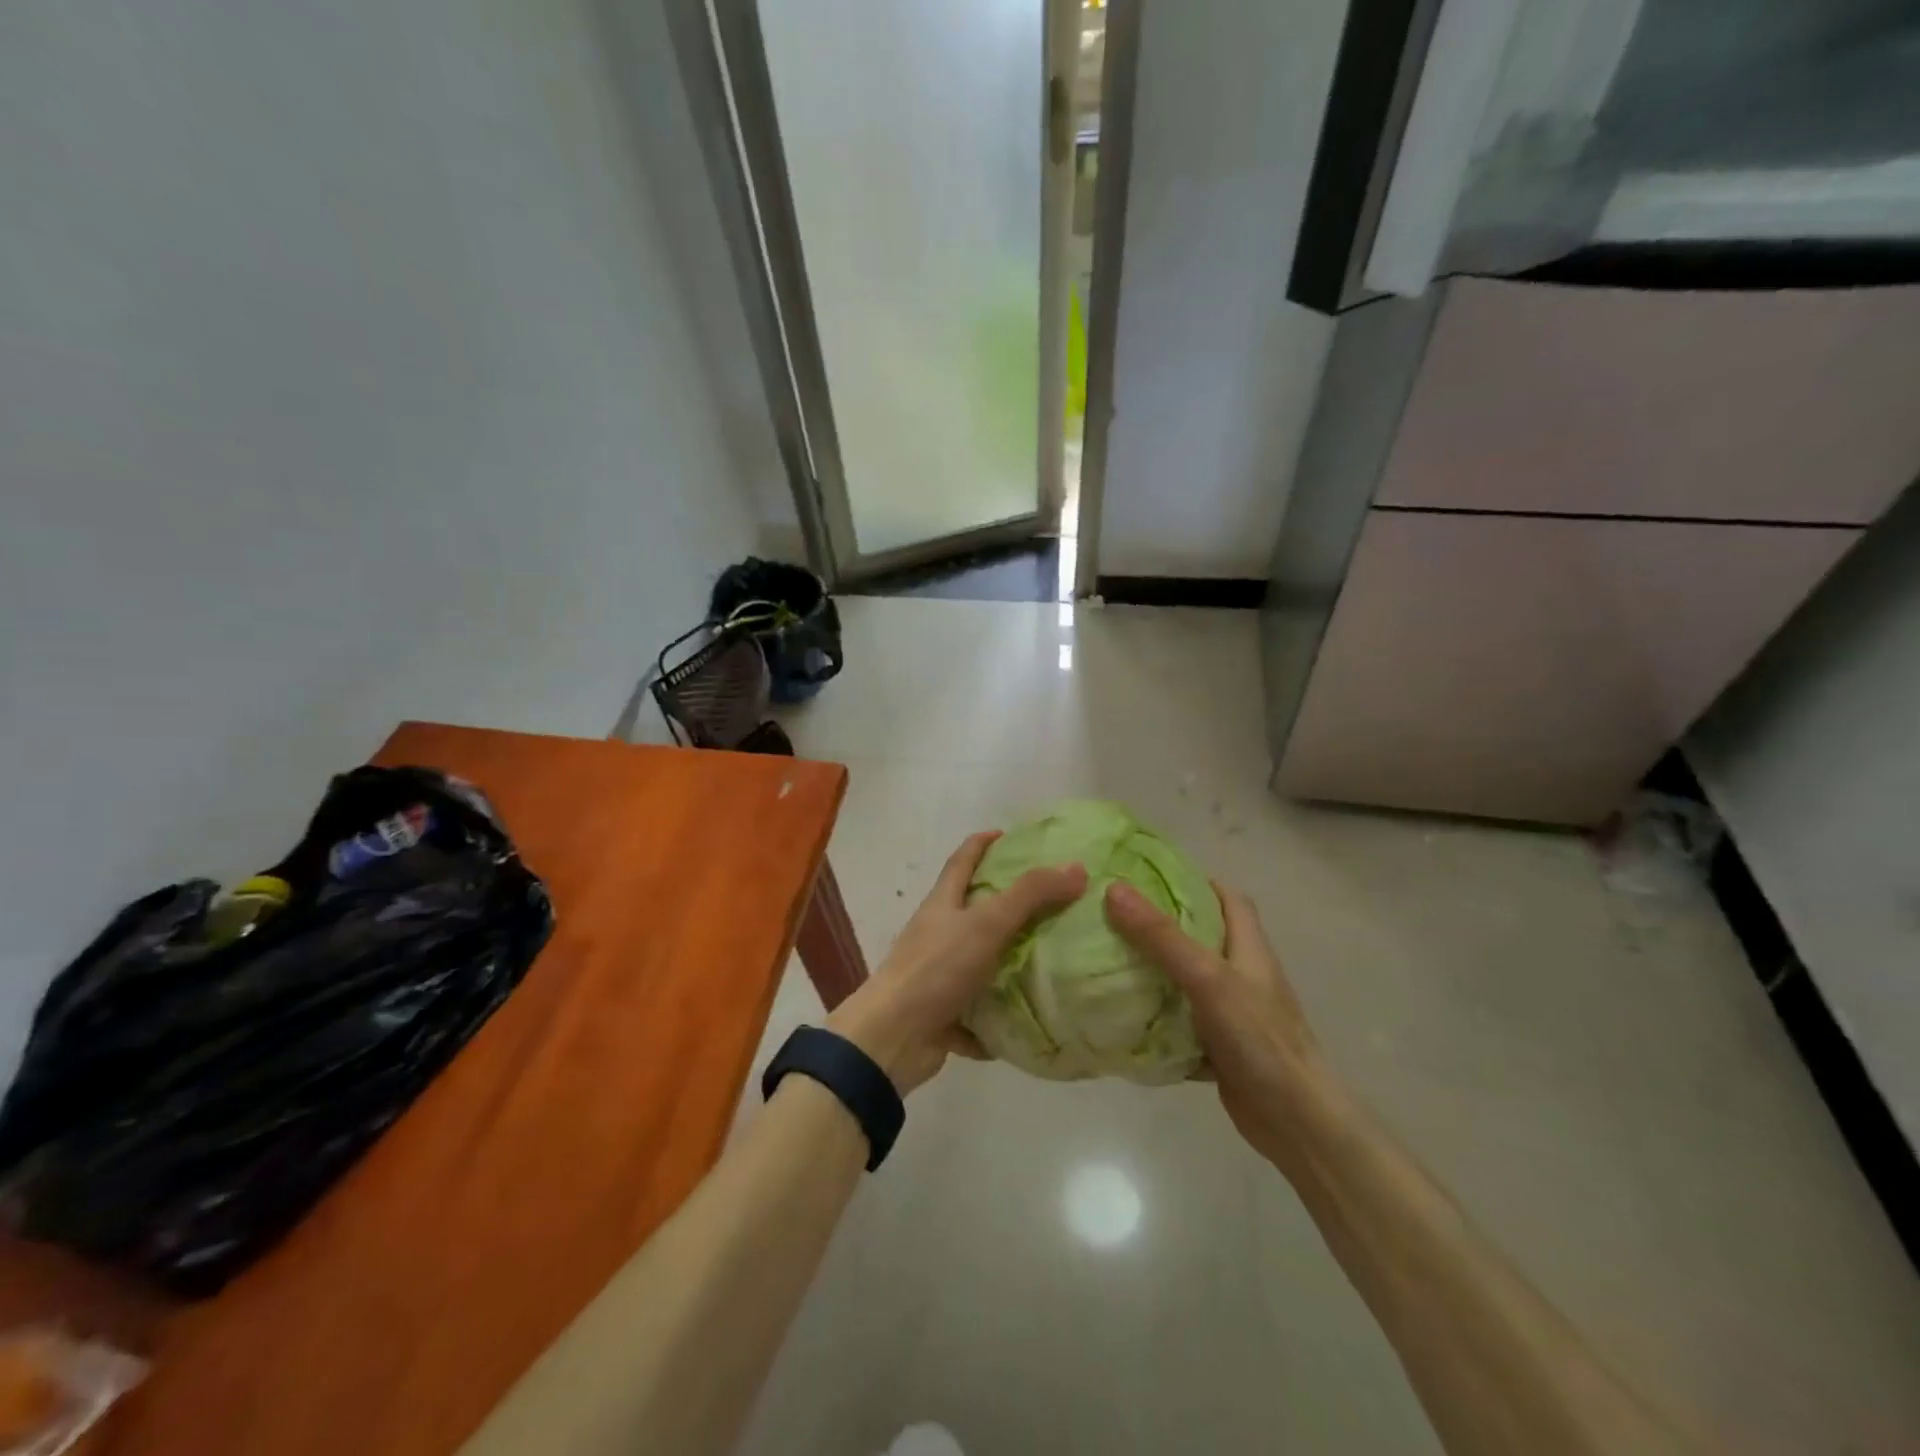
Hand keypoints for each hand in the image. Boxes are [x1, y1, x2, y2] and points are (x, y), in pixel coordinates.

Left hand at [827, 832, 1086, 1093]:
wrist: (893, 1038)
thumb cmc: (936, 968)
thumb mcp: (986, 923)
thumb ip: (1030, 895)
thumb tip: (1077, 868)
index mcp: (942, 904)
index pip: (963, 860)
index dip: (983, 843)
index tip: (1010, 835)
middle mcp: (938, 935)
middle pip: (974, 911)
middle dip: (1008, 905)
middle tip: (1053, 900)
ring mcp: (939, 976)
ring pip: (981, 962)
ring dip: (1011, 962)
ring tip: (1056, 959)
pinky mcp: (945, 1014)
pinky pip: (981, 1011)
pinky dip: (1002, 1015)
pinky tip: (1035, 1018)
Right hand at [1105, 880, 1329, 1165]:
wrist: (1295, 1121)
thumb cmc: (1258, 1038)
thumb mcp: (1207, 978)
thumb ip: (1162, 937)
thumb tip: (1115, 890)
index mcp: (1249, 949)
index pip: (1230, 899)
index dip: (1197, 882)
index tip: (1152, 877)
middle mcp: (1243, 976)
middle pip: (1203, 938)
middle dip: (1164, 926)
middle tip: (1116, 917)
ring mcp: (1233, 1014)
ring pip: (1188, 982)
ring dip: (1156, 973)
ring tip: (1109, 960)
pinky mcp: (1221, 1048)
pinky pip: (1181, 1023)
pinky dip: (1157, 1019)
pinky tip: (1123, 1018)